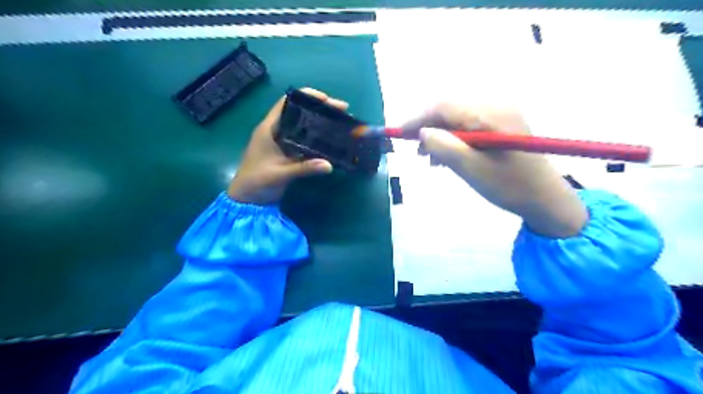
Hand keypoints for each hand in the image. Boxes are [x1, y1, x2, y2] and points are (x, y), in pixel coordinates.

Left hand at [228, 87, 347, 205]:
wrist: (247, 200)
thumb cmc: (257, 182)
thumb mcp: (280, 174)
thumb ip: (304, 168)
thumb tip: (330, 165)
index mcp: (269, 128)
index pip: (287, 103)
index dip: (306, 97)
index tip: (326, 99)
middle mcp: (276, 131)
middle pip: (299, 113)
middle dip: (320, 109)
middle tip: (342, 110)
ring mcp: (282, 143)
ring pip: (303, 126)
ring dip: (320, 123)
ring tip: (340, 122)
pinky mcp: (287, 153)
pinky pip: (304, 141)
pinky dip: (317, 139)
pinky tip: (330, 141)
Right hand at [401, 103, 588, 236]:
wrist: (545, 198)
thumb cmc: (509, 186)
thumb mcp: (472, 170)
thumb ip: (445, 147)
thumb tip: (422, 132)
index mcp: (491, 116)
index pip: (444, 107)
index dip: (418, 119)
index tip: (398, 134)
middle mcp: (496, 107)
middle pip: (450, 110)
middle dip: (428, 129)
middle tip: (416, 152)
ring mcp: (500, 115)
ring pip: (457, 119)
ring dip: (440, 136)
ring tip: (431, 160)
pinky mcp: (501, 125)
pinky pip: (468, 126)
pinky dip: (453, 139)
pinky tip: (448, 156)